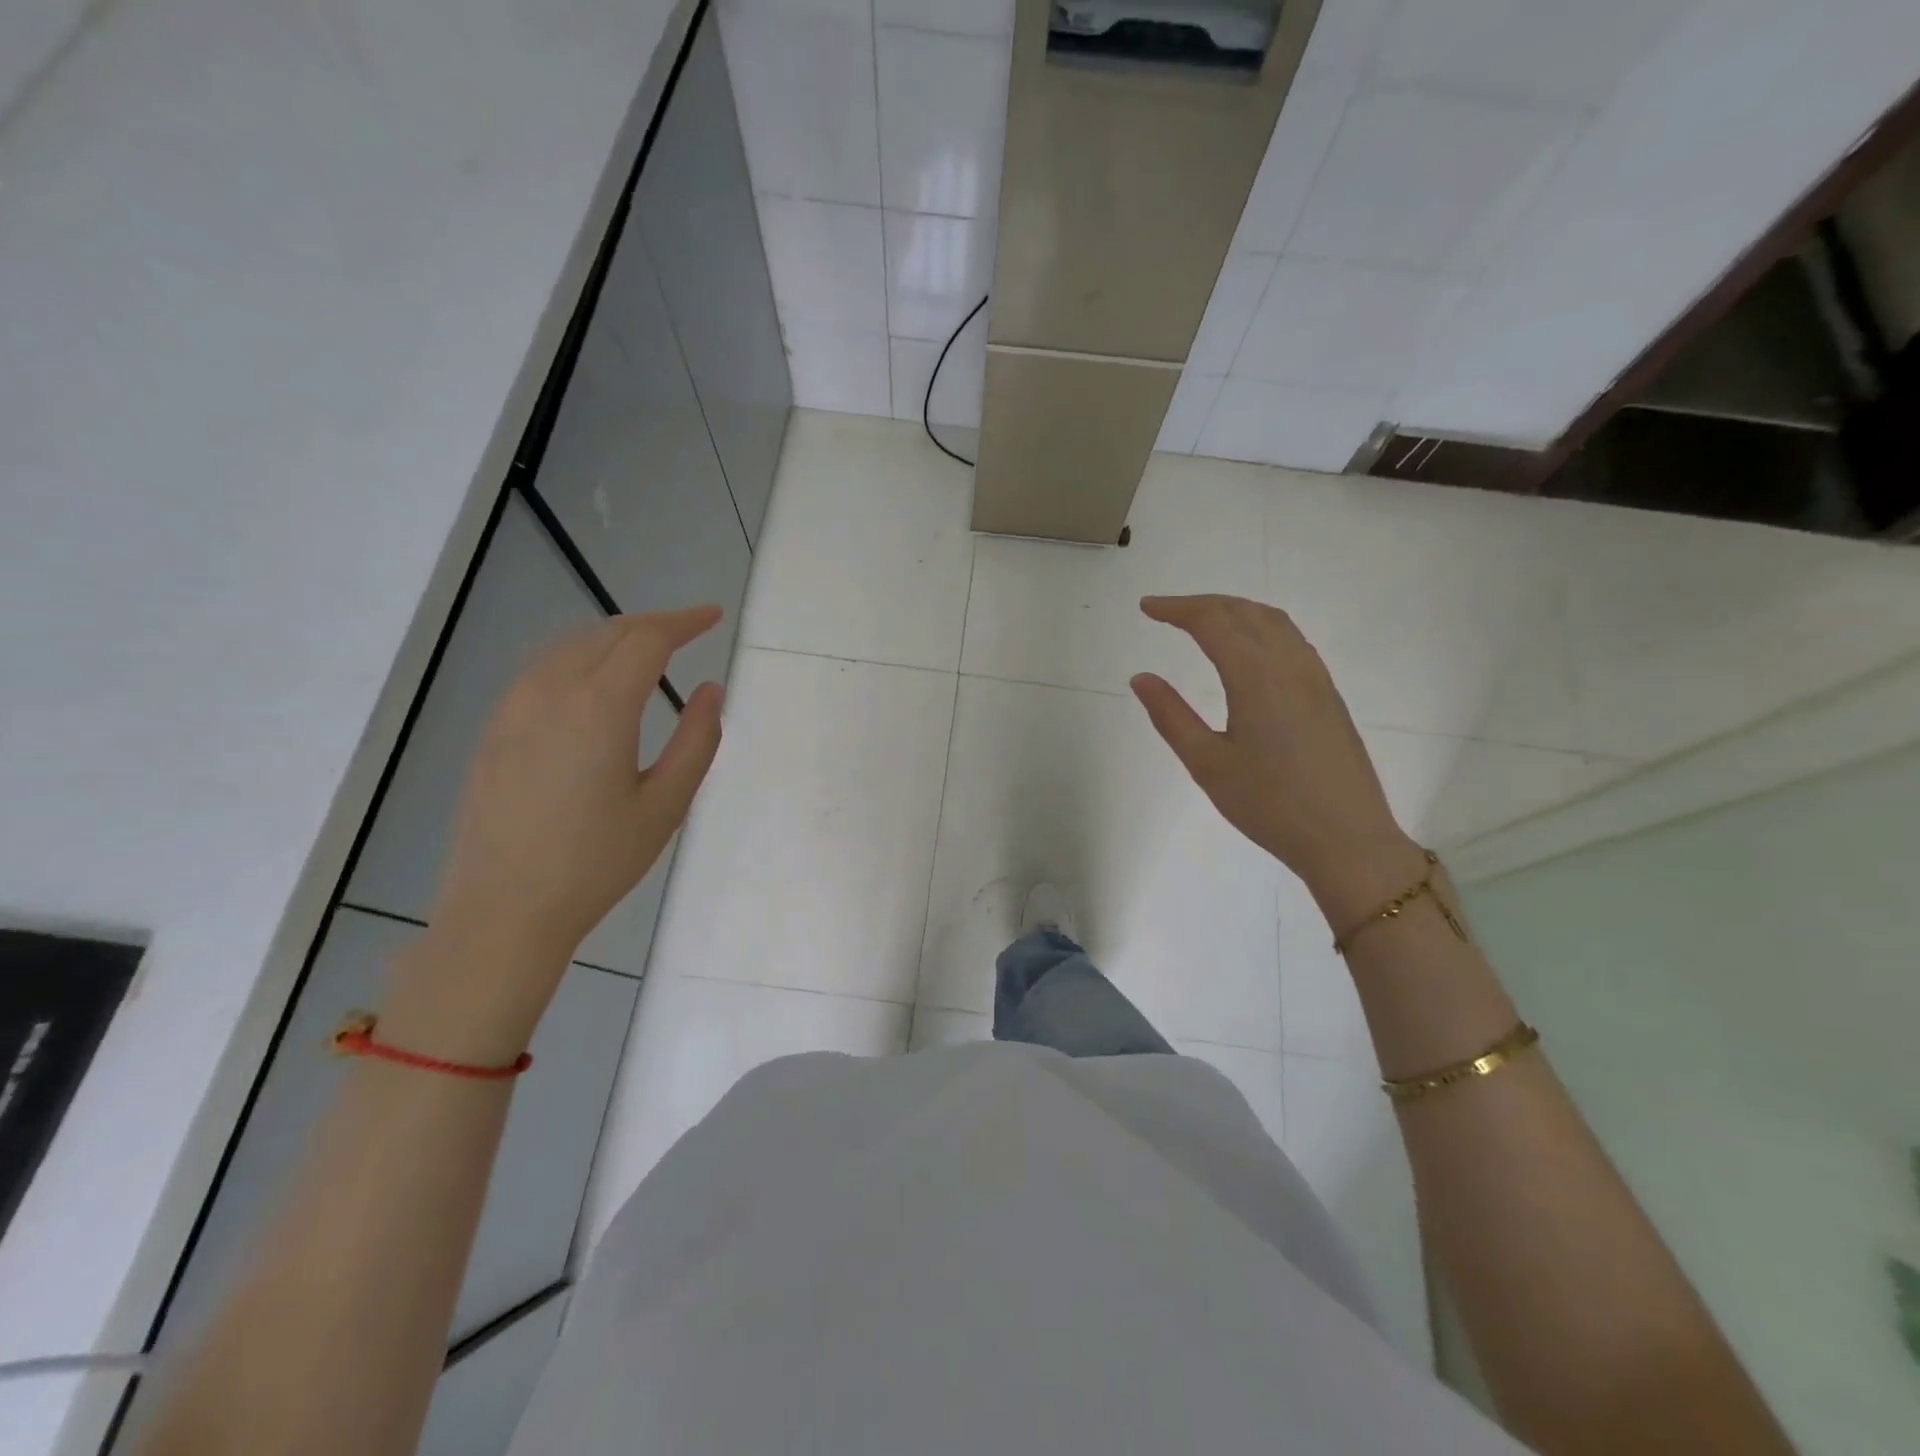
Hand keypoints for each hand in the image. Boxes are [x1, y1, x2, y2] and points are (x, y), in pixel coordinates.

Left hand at [391, 607, 724, 1051]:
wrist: (504, 911)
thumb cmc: (597, 861)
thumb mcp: (666, 804)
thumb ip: (697, 739)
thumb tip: (710, 689)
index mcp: (600, 706)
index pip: (647, 639)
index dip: (684, 621)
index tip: (713, 617)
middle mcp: (551, 692)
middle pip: (607, 633)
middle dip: (652, 625)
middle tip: (688, 633)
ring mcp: (513, 709)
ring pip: (569, 646)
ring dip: (613, 638)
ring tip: (646, 653)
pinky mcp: (494, 731)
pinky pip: (542, 670)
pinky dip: (579, 658)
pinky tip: (592, 685)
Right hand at [1131, 594, 1422, 920]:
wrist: (1347, 839)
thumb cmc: (1269, 805)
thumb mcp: (1208, 764)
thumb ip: (1171, 715)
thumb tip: (1141, 677)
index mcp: (1256, 676)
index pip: (1212, 622)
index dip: (1176, 608)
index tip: (1146, 608)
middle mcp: (1290, 664)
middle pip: (1244, 612)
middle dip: (1203, 604)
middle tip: (1167, 611)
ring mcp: (1315, 677)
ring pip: (1273, 621)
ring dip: (1235, 610)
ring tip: (1204, 621)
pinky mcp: (1328, 694)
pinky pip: (1292, 640)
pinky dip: (1261, 627)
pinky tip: (1249, 650)